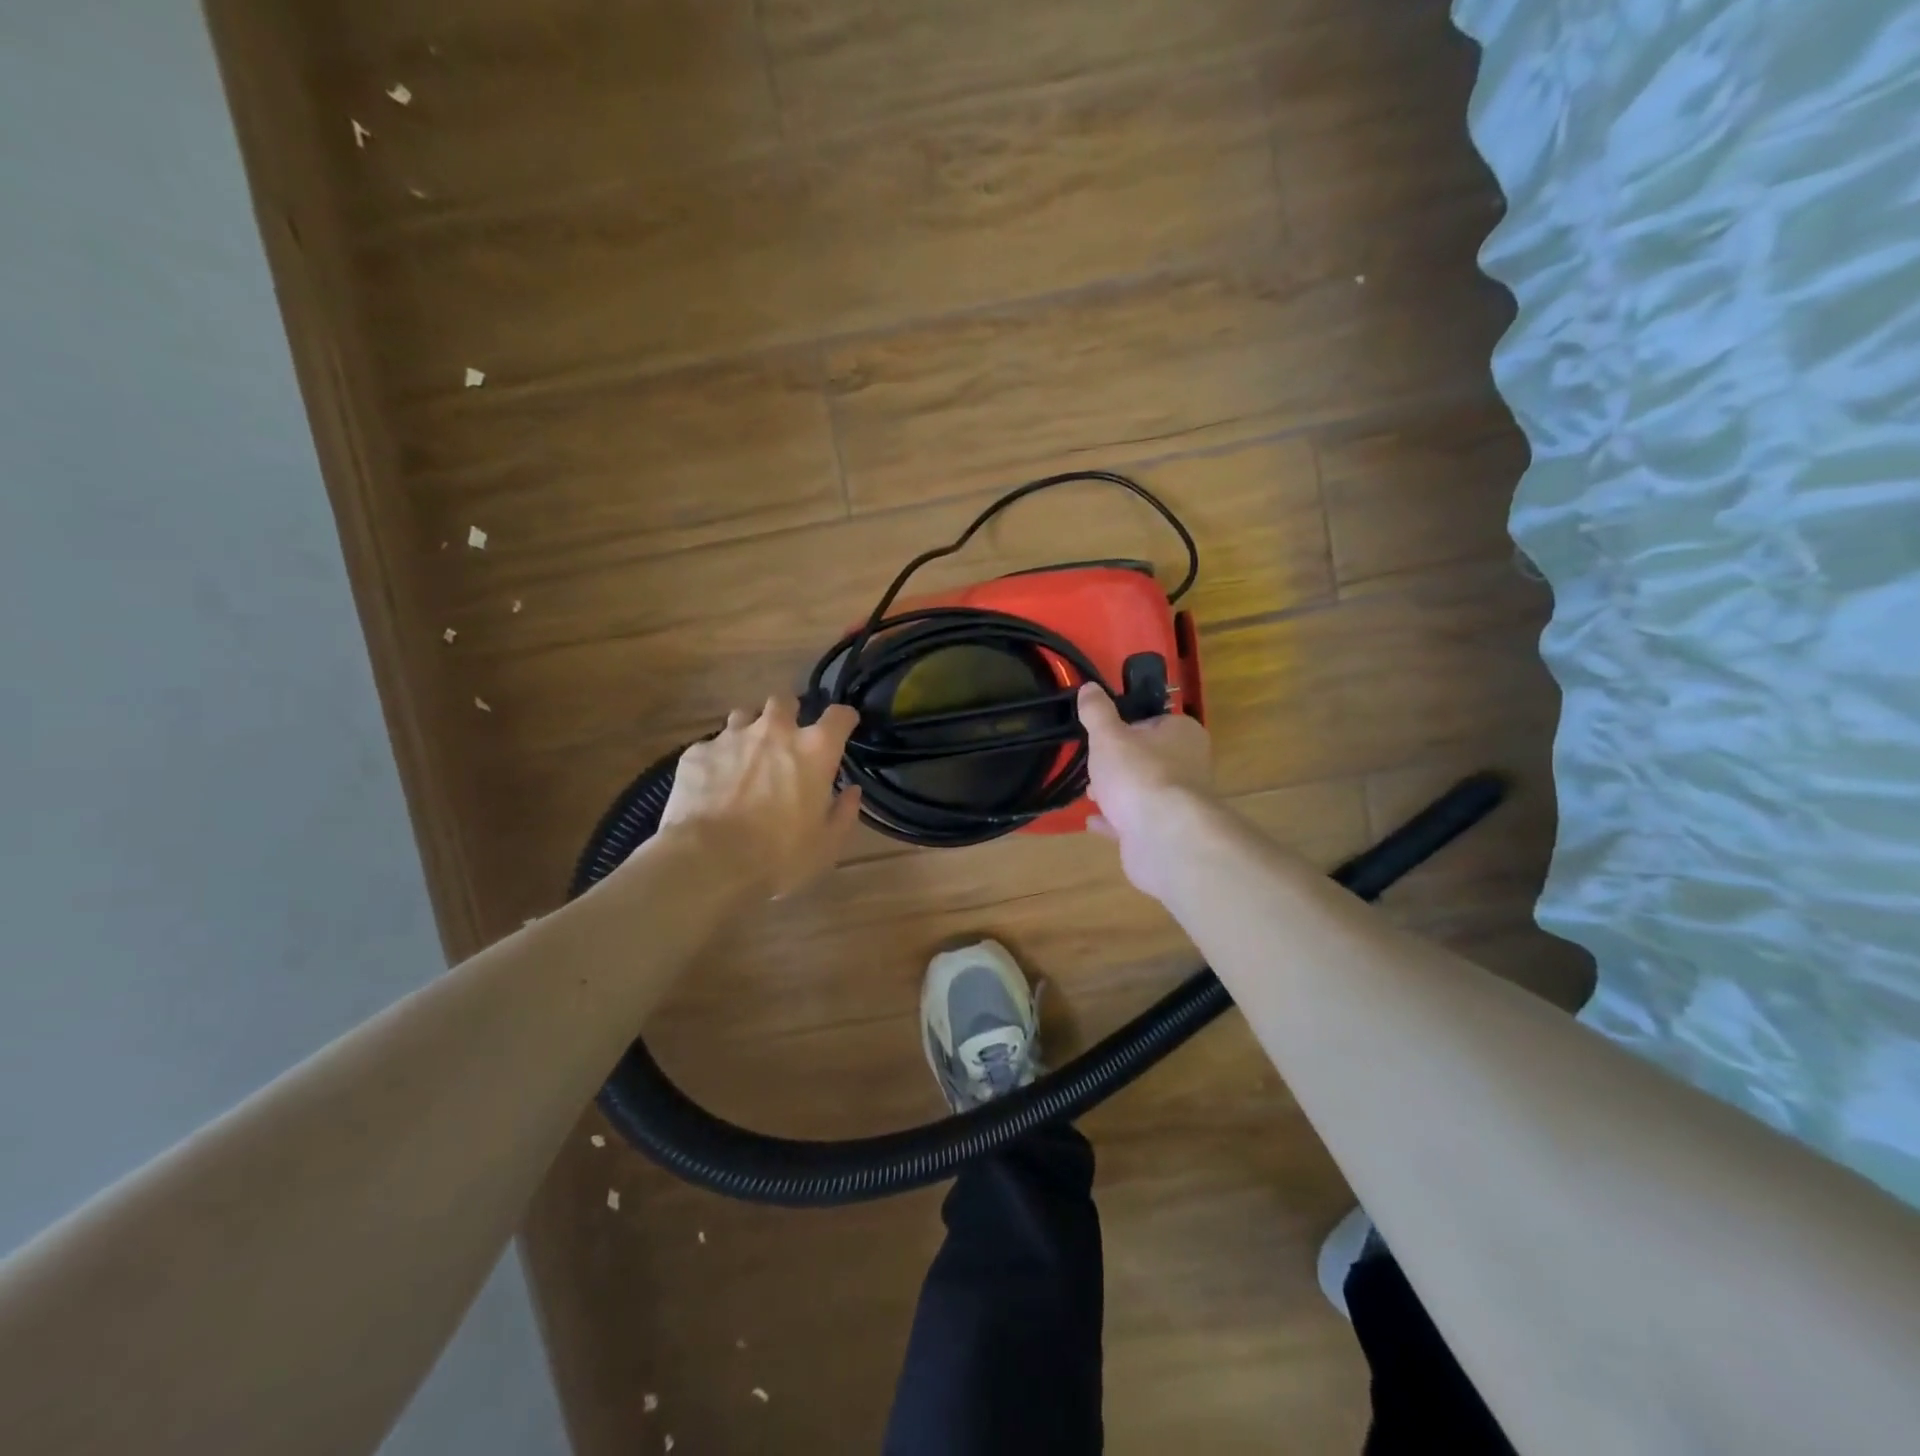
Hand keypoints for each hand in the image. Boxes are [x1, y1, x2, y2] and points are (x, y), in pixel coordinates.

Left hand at [658, 696, 862, 898]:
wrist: (709, 860)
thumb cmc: (779, 855)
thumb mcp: (826, 844)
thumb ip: (843, 812)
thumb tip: (852, 792)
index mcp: (814, 750)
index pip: (839, 715)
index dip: (844, 719)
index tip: (843, 727)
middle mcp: (775, 732)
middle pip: (785, 701)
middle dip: (789, 713)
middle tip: (788, 738)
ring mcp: (732, 738)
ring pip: (744, 715)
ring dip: (751, 730)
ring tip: (748, 756)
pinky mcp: (697, 752)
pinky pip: (711, 745)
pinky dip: (717, 759)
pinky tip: (713, 783)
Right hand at [1078, 683, 1213, 899]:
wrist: (1163, 836)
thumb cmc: (1138, 773)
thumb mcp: (1108, 736)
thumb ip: (1097, 712)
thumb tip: (1089, 687)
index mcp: (1182, 733)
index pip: (1154, 722)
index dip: (1126, 727)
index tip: (1101, 735)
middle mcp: (1188, 765)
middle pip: (1148, 758)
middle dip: (1118, 763)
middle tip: (1092, 766)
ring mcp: (1179, 803)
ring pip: (1142, 791)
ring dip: (1117, 792)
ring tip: (1088, 793)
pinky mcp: (1166, 833)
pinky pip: (1136, 822)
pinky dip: (1115, 821)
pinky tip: (1092, 821)